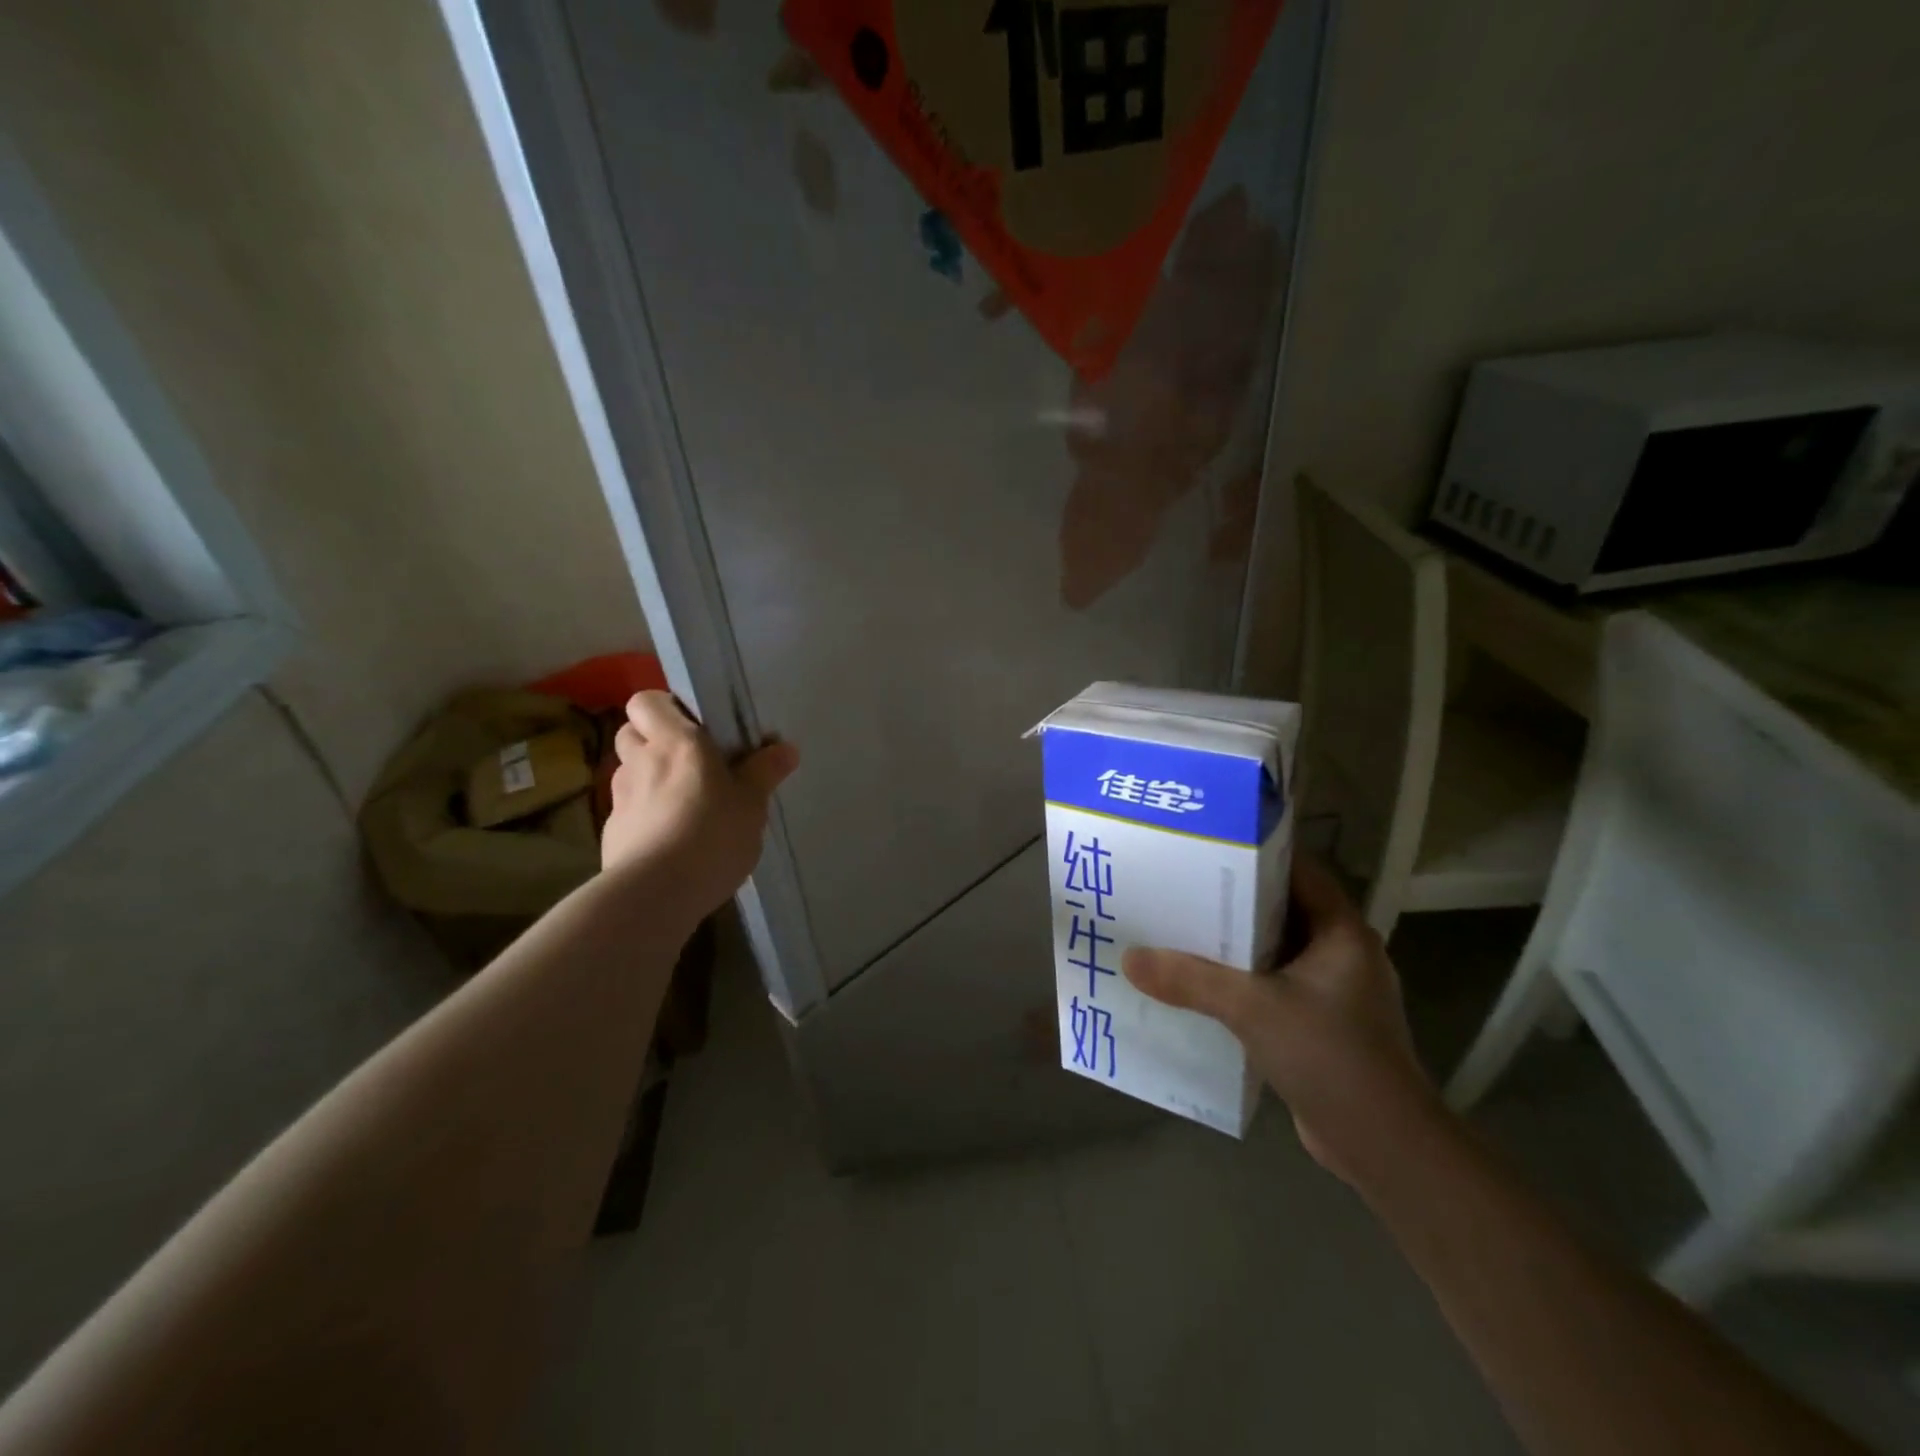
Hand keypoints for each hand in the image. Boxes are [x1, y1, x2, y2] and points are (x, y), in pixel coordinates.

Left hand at [601, 692, 799, 917]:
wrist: (655, 894)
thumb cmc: (711, 835)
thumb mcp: (752, 804)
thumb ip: (764, 772)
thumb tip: (786, 748)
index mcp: (675, 742)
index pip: (647, 701)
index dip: (665, 708)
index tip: (695, 726)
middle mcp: (641, 761)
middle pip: (631, 732)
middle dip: (653, 739)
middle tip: (688, 761)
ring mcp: (620, 797)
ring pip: (628, 770)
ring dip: (648, 776)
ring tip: (681, 800)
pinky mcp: (612, 832)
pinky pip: (628, 809)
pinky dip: (644, 813)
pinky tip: (669, 837)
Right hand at [1123, 855, 1435, 1184]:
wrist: (1383, 1148)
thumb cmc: (1330, 1056)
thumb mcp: (1253, 1009)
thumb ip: (1191, 980)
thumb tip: (1129, 958)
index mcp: (1342, 931)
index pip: (1298, 870)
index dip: (1254, 854)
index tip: (1204, 847)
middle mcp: (1342, 953)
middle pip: (1281, 909)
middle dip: (1232, 901)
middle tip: (1178, 887)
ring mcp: (1334, 992)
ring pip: (1274, 951)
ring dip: (1233, 946)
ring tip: (1179, 931)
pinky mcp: (1320, 1025)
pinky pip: (1273, 987)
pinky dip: (1241, 982)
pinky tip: (1200, 986)